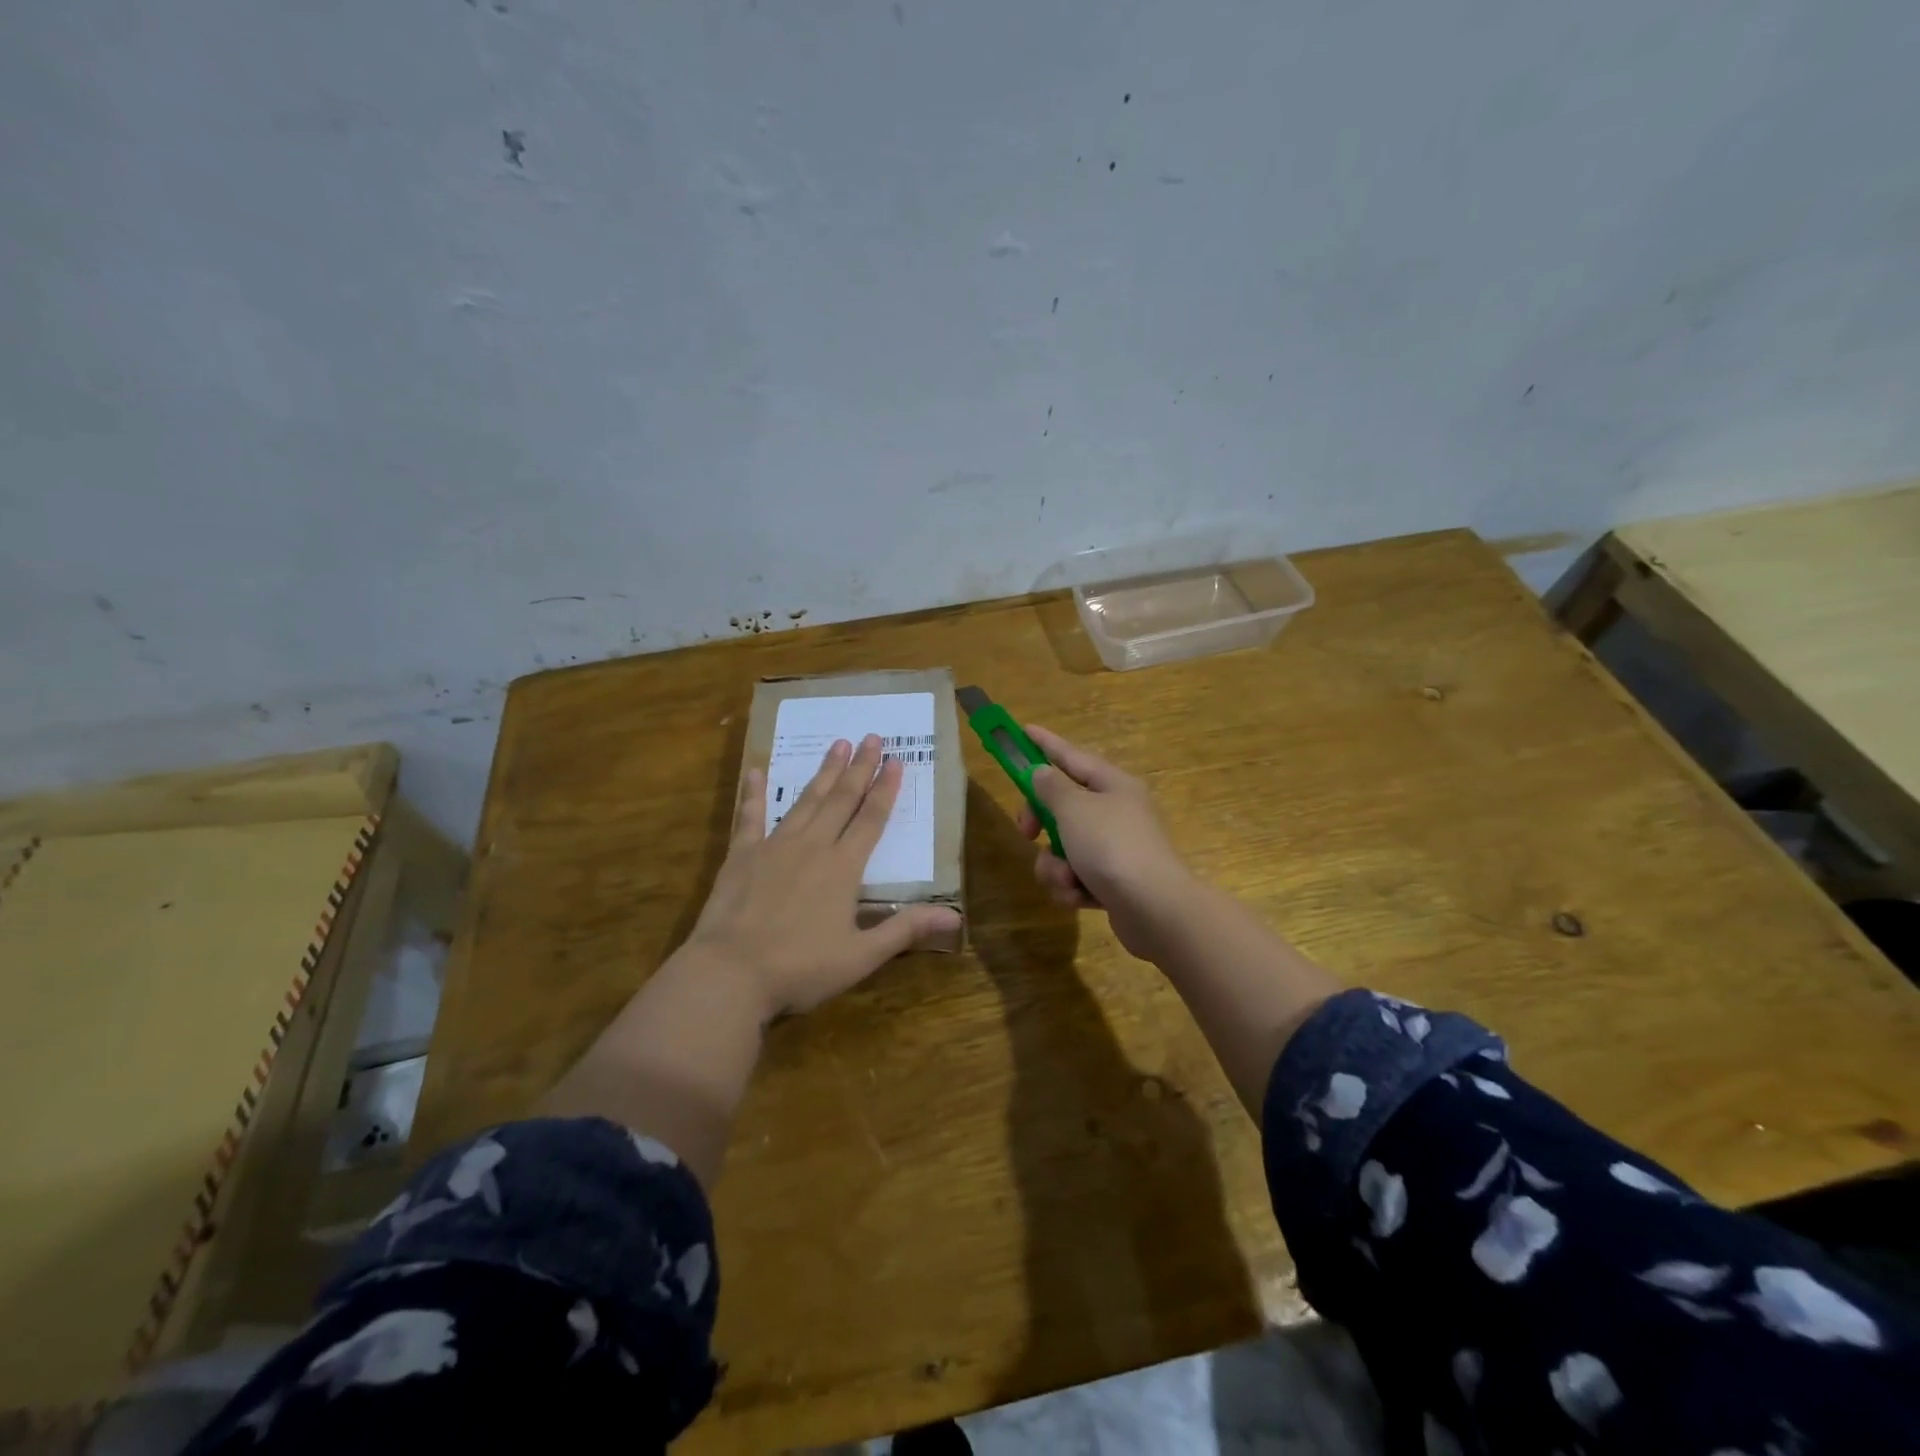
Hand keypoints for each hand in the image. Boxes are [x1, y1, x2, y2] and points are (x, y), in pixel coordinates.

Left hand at [684, 734, 960, 1020]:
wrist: (730, 973)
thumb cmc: (801, 968)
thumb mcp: (861, 956)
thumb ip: (905, 930)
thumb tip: (955, 916)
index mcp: (843, 868)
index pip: (871, 819)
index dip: (886, 789)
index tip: (896, 760)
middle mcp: (813, 846)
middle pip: (842, 800)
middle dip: (859, 767)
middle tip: (871, 737)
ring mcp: (774, 846)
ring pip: (806, 801)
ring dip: (824, 772)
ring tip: (837, 744)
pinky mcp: (741, 856)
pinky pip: (750, 816)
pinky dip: (754, 793)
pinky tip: (757, 771)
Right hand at [1015, 725, 1199, 959]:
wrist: (1155, 909)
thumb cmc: (1112, 847)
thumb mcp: (1074, 809)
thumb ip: (1051, 788)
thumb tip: (1042, 773)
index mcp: (1113, 785)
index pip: (1071, 756)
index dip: (1045, 744)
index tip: (1023, 731)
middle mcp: (1116, 812)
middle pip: (1062, 806)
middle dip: (1040, 823)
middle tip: (1027, 832)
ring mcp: (1115, 849)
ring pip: (1063, 847)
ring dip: (1055, 865)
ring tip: (1067, 878)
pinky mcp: (1112, 883)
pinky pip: (1075, 876)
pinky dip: (1072, 887)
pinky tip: (1079, 897)